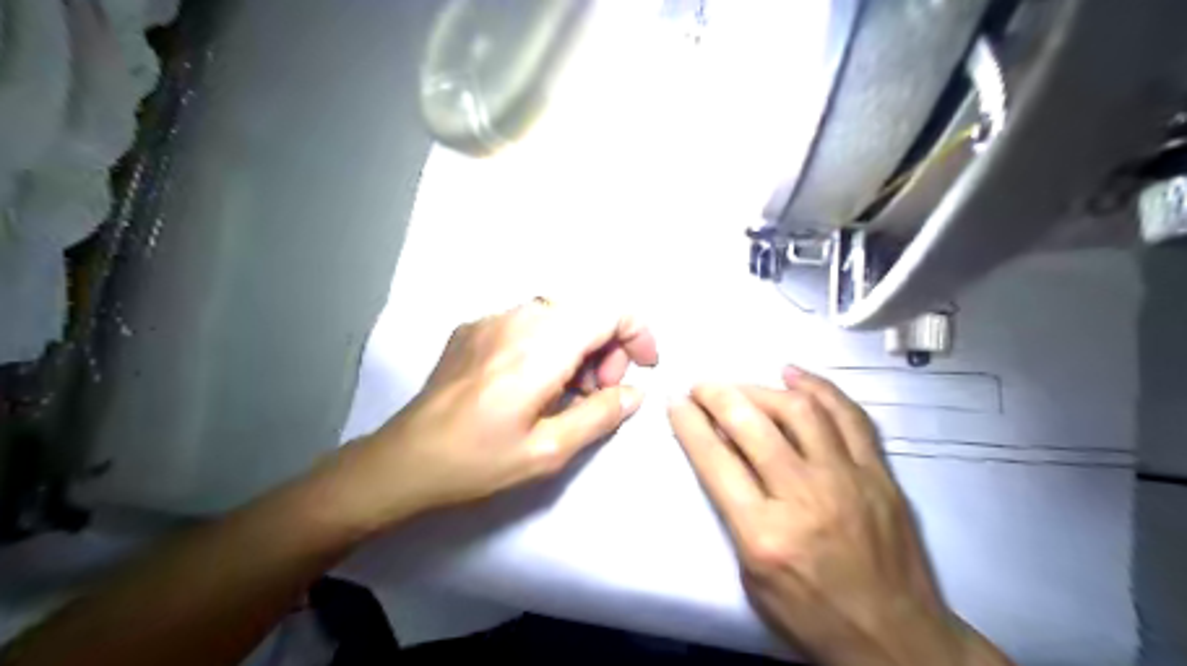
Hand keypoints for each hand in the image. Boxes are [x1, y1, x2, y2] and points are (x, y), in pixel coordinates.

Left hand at [340, 299, 657, 530]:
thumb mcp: (548, 450)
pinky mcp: (473, 328)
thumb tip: (634, 393)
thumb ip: (600, 415)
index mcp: (540, 348)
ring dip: (578, 345)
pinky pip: (526, 321)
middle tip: (600, 392)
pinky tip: (533, 382)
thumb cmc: (478, 460)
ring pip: (557, 314)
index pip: (608, 311)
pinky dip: (548, 343)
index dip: (636, 333)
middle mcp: (517, 319)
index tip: (642, 367)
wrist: (404, 459)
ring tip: (569, 391)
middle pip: (585, 310)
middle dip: (607, 346)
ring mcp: (490, 319)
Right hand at [667, 369, 1008, 664]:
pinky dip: (819, 388)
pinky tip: (794, 375)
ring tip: (741, 384)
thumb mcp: (752, 577)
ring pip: (800, 411)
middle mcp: (804, 496)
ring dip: (761, 389)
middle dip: (718, 395)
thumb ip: (735, 514)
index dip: (690, 423)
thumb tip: (725, 456)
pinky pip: (849, 416)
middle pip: (752, 425)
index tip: (676, 402)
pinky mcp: (879, 474)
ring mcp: (847, 480)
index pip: (715, 460)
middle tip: (701, 385)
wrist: (896, 638)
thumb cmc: (813, 615)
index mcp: (765, 533)